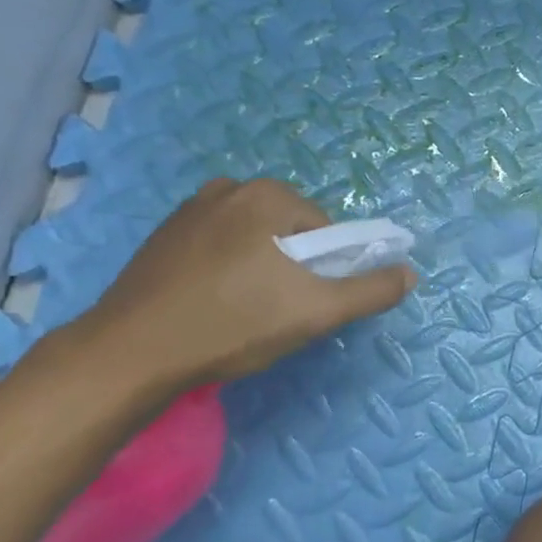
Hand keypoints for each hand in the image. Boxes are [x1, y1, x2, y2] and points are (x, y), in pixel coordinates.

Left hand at [73, 178, 415, 399]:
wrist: (132, 352)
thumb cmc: (233, 324)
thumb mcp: (316, 312)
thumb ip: (369, 290)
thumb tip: (410, 273)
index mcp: (268, 195)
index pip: (323, 230)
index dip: (323, 270)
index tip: (303, 304)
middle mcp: (229, 188)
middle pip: (287, 231)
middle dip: (290, 269)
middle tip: (273, 313)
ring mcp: (188, 210)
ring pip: (251, 240)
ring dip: (258, 269)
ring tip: (240, 313)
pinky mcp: (162, 237)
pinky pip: (215, 248)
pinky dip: (223, 270)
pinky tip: (209, 306)